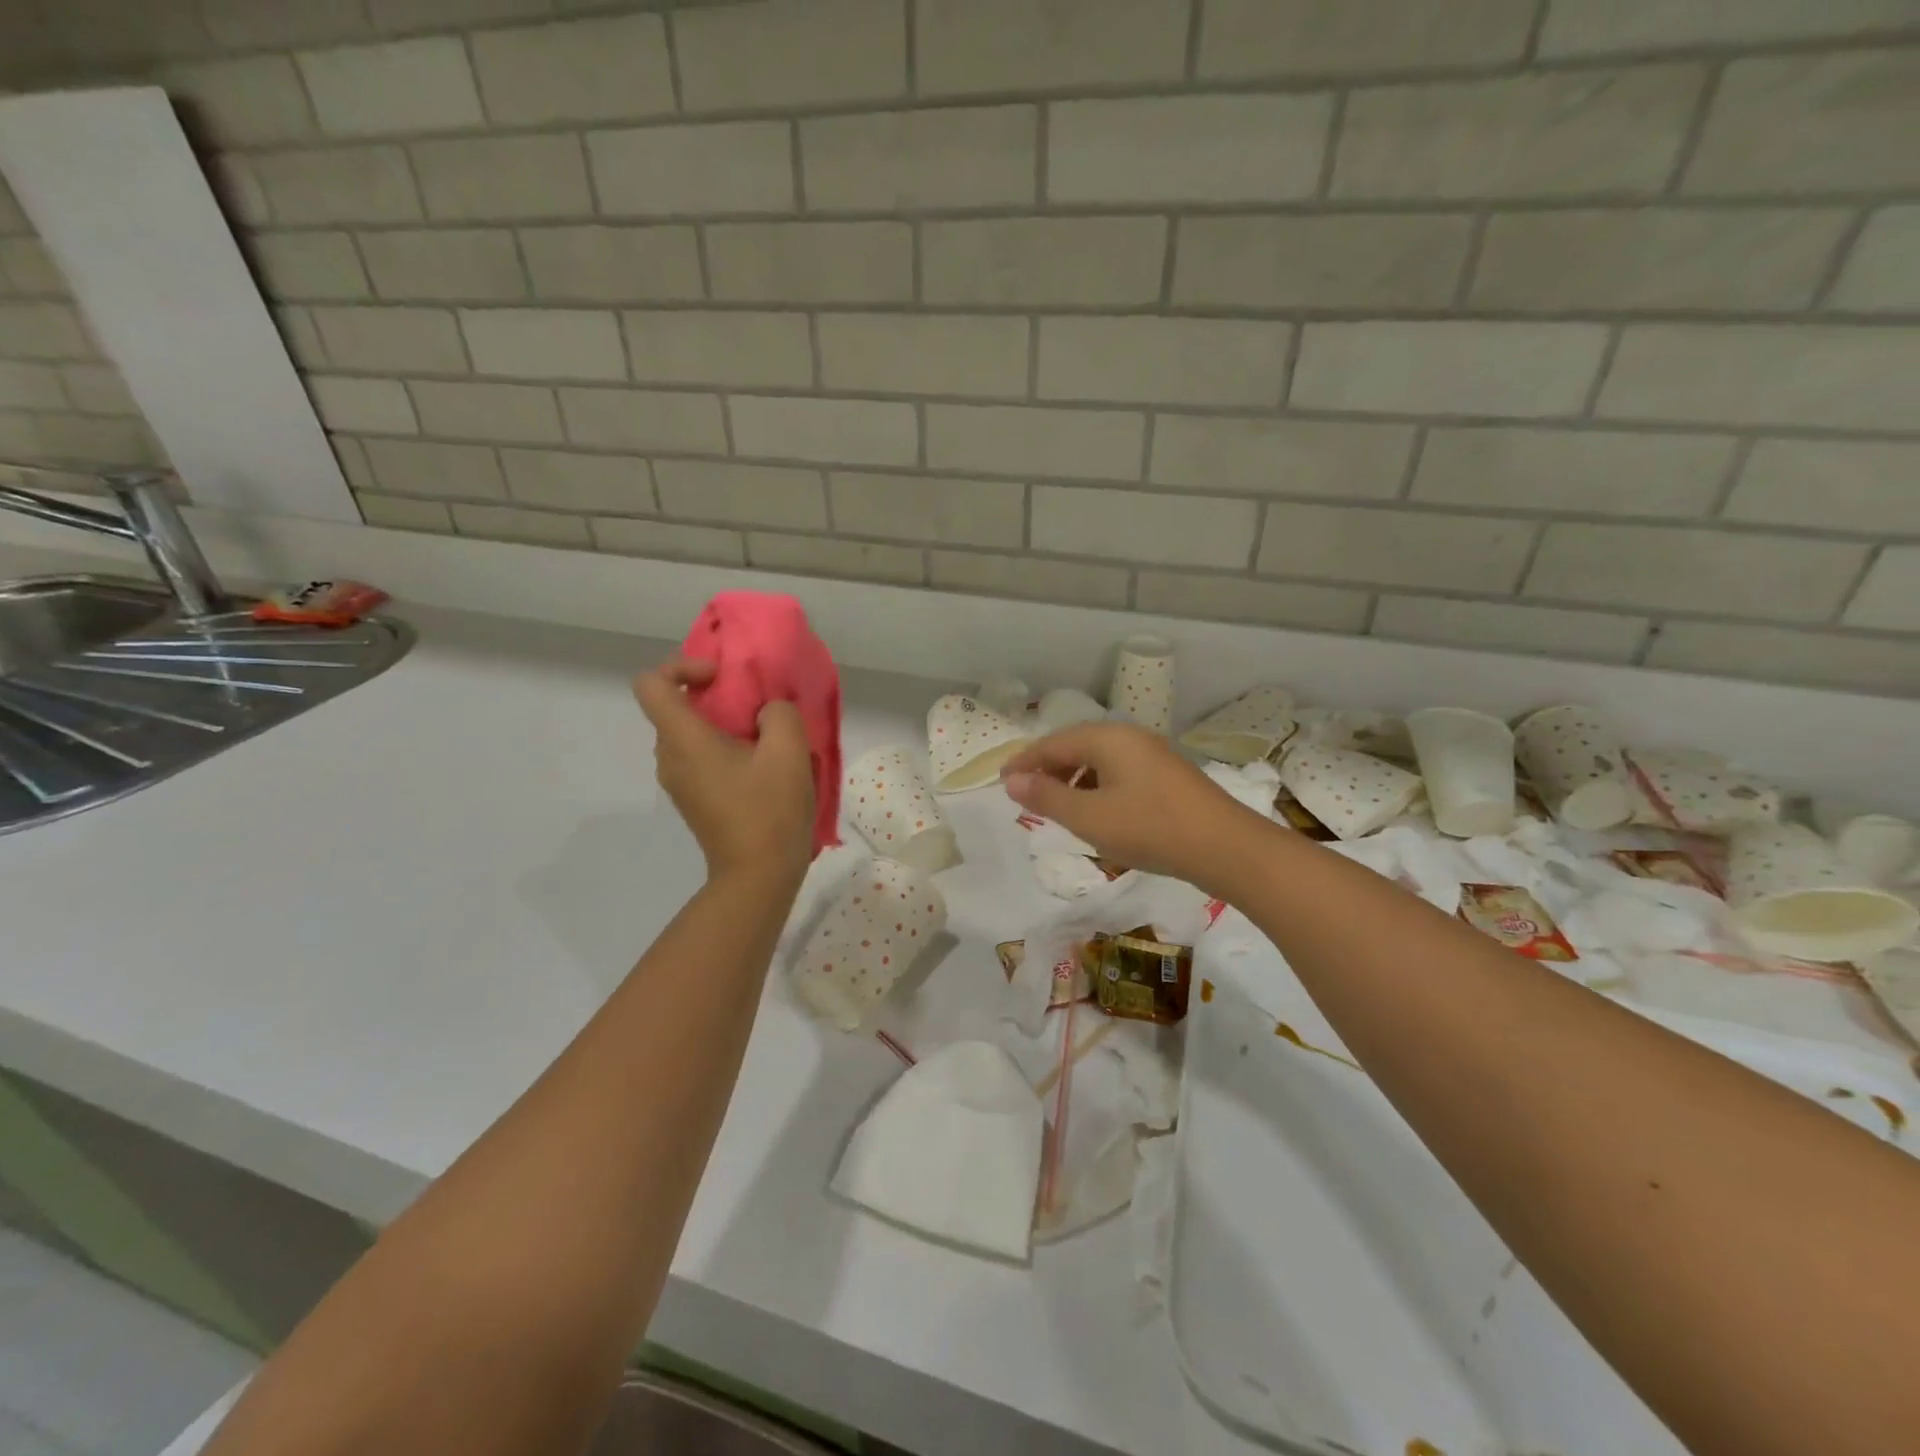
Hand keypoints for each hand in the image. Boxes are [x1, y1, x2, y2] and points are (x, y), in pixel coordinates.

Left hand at [634, 659, 814, 884]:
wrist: (759, 876)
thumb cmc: (770, 810)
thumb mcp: (789, 751)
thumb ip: (779, 713)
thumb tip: (766, 713)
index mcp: (683, 740)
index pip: (652, 684)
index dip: (682, 668)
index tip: (721, 680)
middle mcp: (669, 758)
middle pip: (675, 707)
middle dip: (714, 697)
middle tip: (756, 708)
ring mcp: (679, 782)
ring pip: (691, 734)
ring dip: (724, 726)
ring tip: (766, 740)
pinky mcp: (694, 800)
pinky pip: (700, 758)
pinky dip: (725, 750)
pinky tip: (763, 769)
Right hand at [1000, 723, 1261, 891]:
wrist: (1225, 847)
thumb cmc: (1149, 828)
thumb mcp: (1089, 817)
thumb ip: (1046, 797)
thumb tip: (1012, 780)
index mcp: (1108, 738)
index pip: (1053, 743)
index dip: (1025, 762)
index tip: (1002, 782)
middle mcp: (1130, 738)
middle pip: (1077, 747)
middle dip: (1049, 770)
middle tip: (1026, 796)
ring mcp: (1153, 756)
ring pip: (1100, 762)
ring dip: (1074, 781)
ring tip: (1059, 809)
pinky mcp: (1168, 778)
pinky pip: (1120, 774)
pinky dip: (1098, 789)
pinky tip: (1098, 815)